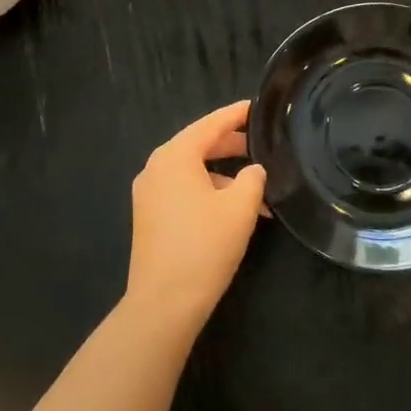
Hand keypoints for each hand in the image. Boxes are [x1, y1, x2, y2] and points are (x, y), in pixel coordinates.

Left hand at [124, 100, 267, 334]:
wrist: (163, 303)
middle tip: (261, 145)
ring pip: (192, 171)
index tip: (256, 106)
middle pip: (198, 145)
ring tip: (256, 191)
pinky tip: (233, 212)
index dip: (236, 114)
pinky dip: (208, 192)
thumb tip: (253, 170)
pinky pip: (182, 191)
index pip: (210, 124)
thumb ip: (253, 178)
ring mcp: (148, 193)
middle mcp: (156, 167)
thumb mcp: (240, 207)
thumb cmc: (204, 246)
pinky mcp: (149, 216)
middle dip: (231, 146)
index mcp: (174, 156)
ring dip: (224, 176)